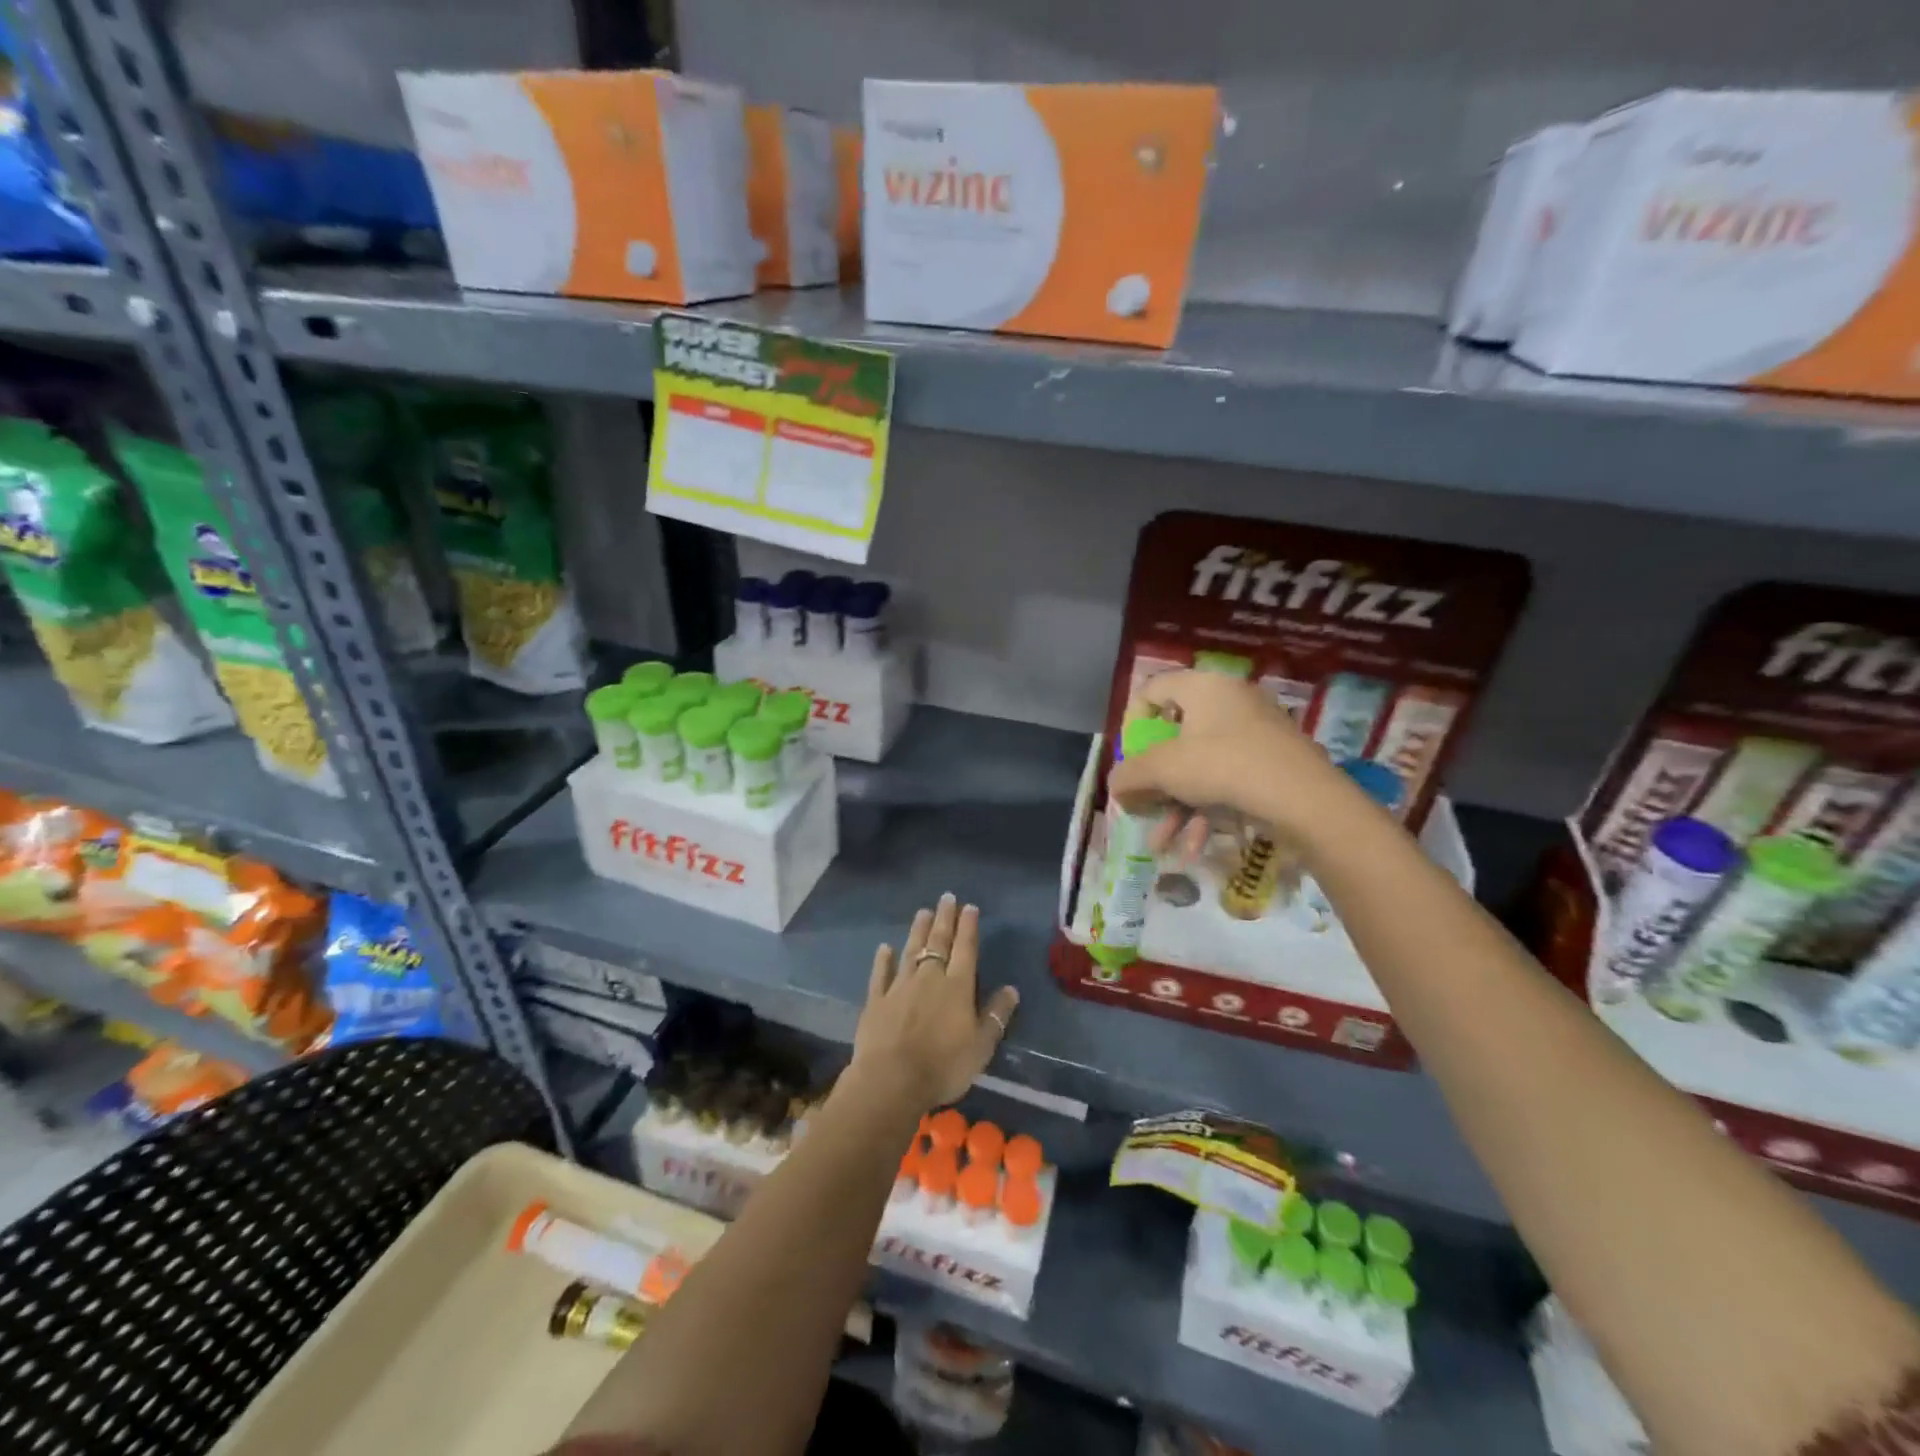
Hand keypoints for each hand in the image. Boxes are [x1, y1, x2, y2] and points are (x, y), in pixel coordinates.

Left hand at [851, 894, 1019, 1111]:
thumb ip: (996, 1015)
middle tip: (946, 897)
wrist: (891, 1080)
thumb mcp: (981, 1046)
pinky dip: (883, 959)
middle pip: (938, 942)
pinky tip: (884, 948)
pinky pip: (881, 974)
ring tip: (922, 912)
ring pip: (911, 951)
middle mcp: (929, 978)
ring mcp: (900, 986)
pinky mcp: (877, 1000)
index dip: (968, 927)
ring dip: (917, 931)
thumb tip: (1011, 989)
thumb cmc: (944, 1066)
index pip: (965, 949)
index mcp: (957, 987)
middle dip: (944, 919)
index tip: (969, 907)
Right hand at [1107, 669, 1343, 852]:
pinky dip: (1207, 812)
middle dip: (1153, 782)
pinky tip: (1194, 848)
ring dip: (1176, 808)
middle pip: (1175, 737)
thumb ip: (1129, 775)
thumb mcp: (1163, 770)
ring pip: (1200, 768)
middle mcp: (1230, 702)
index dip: (1132, 723)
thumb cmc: (1224, 767)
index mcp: (1203, 688)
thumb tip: (1115, 785)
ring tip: (1161, 844)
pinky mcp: (1272, 764)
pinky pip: (1227, 782)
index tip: (1130, 758)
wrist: (1305, 799)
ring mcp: (1255, 733)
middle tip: (1141, 806)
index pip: (1152, 689)